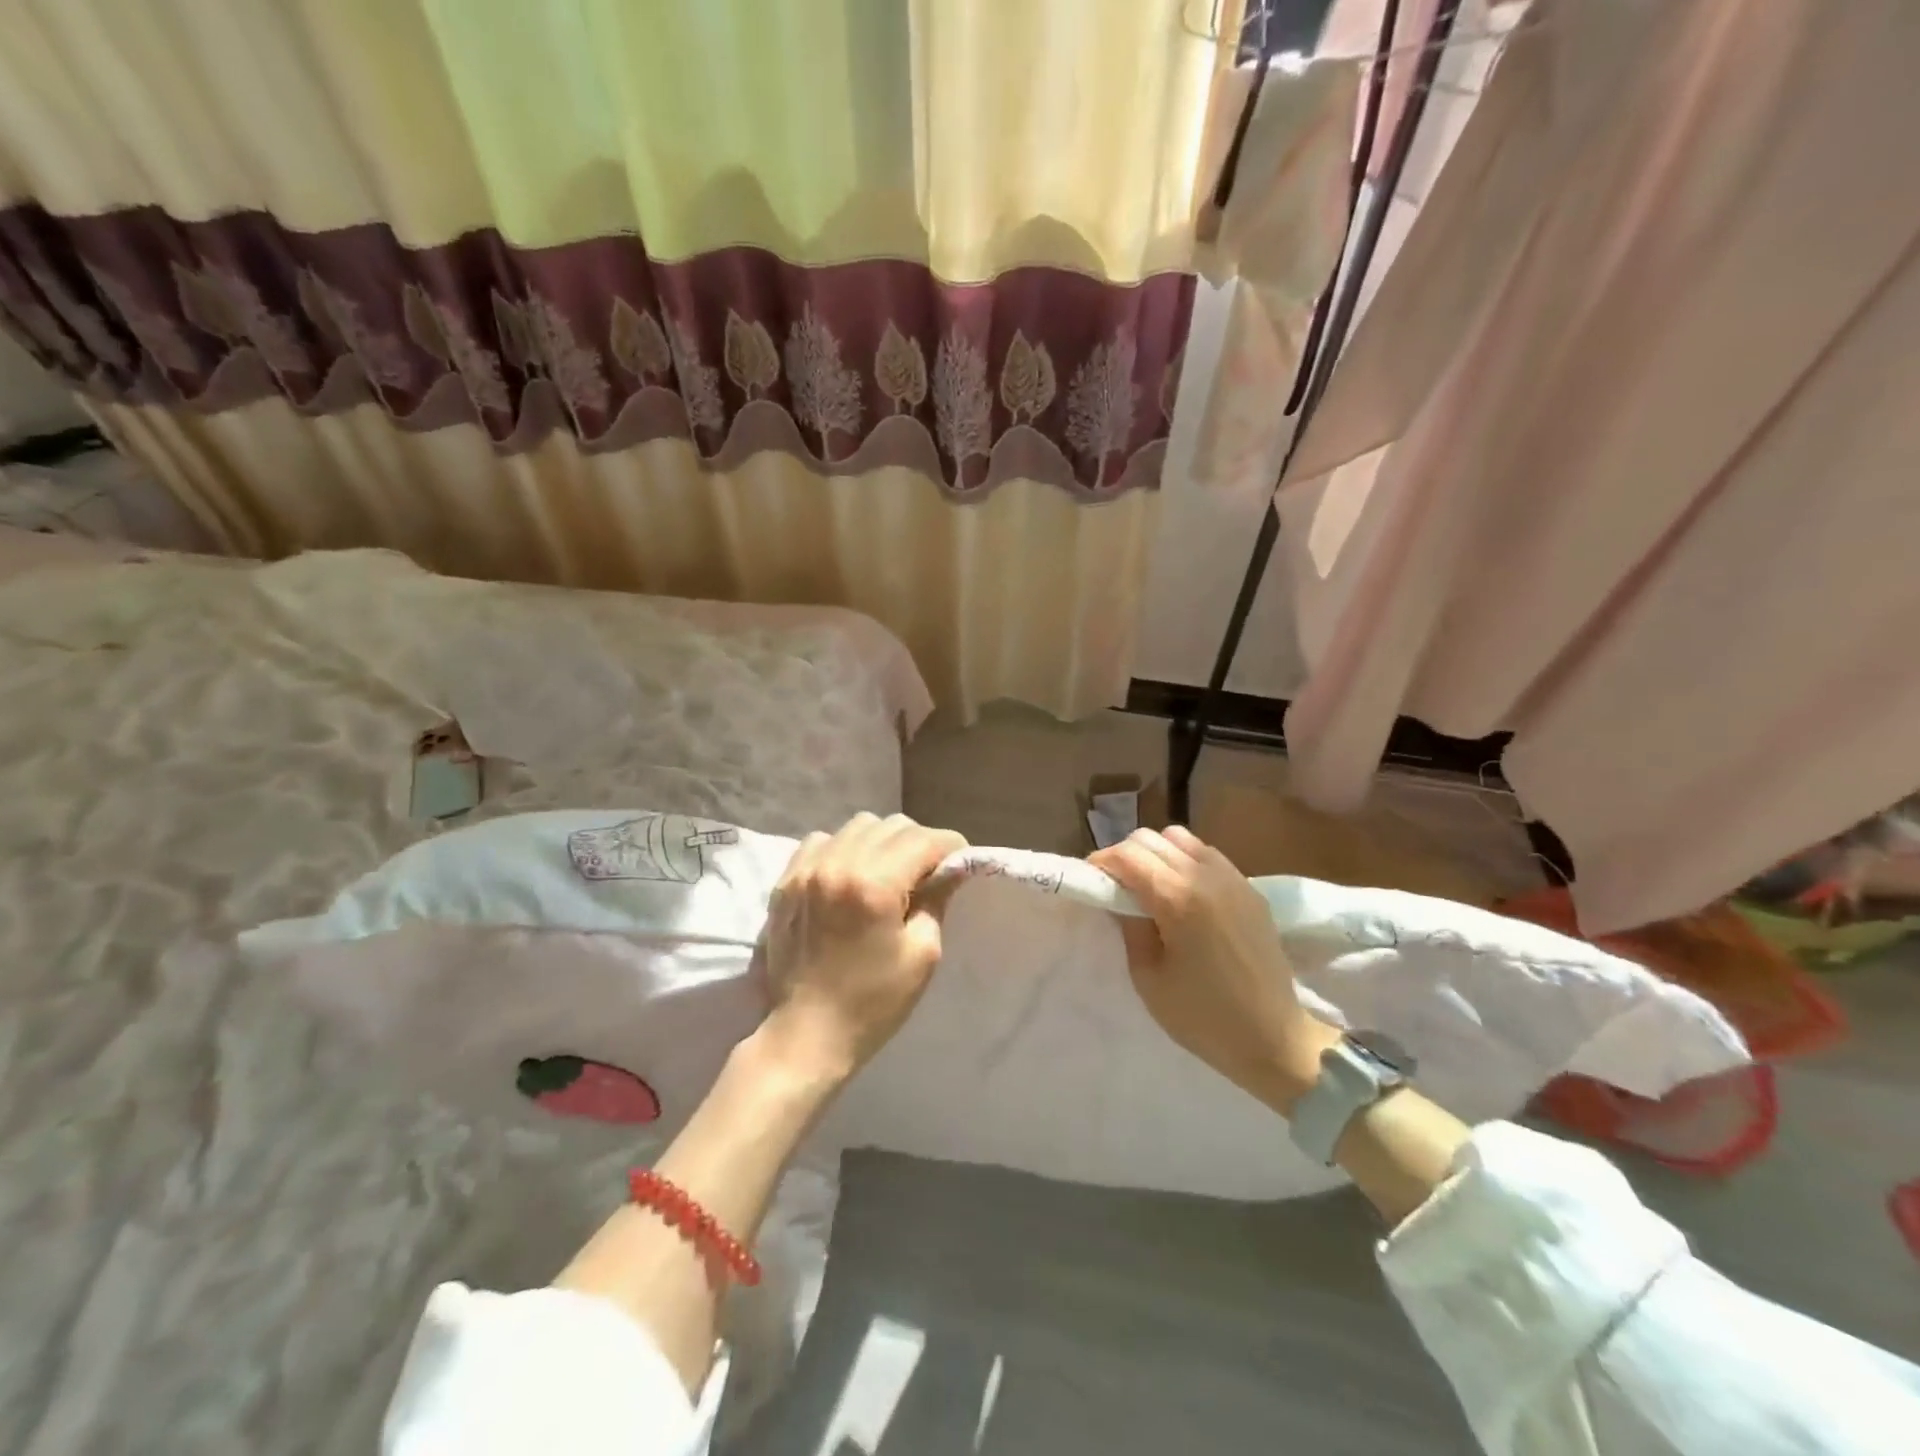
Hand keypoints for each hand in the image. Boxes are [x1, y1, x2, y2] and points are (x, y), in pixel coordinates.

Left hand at [759, 812, 966, 1084]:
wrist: (806, 1034)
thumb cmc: (873, 1002)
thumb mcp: (922, 954)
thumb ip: (937, 900)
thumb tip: (950, 868)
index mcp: (874, 883)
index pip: (923, 839)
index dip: (950, 847)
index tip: (959, 863)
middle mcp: (838, 863)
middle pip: (892, 825)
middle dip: (918, 843)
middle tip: (926, 873)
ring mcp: (807, 869)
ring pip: (857, 825)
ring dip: (881, 841)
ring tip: (887, 872)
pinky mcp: (785, 880)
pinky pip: (822, 840)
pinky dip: (843, 848)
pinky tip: (848, 876)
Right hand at [1090, 826, 1338, 1112]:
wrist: (1274, 1039)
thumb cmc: (1202, 1017)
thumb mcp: (1148, 977)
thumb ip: (1129, 926)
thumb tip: (1118, 896)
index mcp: (1177, 898)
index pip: (1127, 855)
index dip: (1101, 862)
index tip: (1092, 881)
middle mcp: (1205, 876)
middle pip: (1151, 838)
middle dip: (1126, 856)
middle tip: (1117, 887)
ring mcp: (1233, 878)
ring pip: (1180, 838)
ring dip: (1157, 853)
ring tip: (1151, 886)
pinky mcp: (1250, 888)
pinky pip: (1208, 854)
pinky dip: (1185, 861)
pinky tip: (1184, 894)